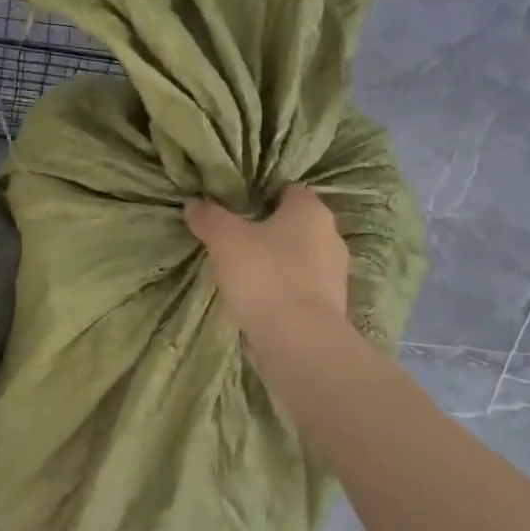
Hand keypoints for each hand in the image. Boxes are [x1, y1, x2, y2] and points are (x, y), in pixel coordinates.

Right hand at [186, 186, 348, 335]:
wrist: (299, 340)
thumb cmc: (264, 276)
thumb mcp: (225, 240)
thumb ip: (209, 218)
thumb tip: (194, 204)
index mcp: (311, 210)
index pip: (288, 190)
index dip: (262, 195)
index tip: (236, 208)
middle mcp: (331, 236)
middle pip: (295, 224)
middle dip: (269, 230)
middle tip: (235, 240)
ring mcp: (335, 273)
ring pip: (300, 257)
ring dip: (277, 261)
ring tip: (244, 273)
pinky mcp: (331, 304)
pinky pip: (303, 286)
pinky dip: (284, 288)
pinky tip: (260, 299)